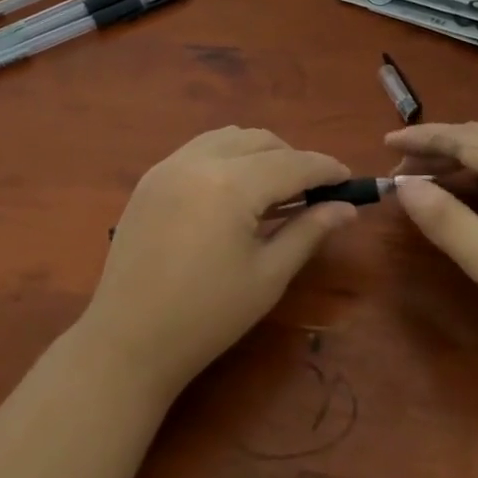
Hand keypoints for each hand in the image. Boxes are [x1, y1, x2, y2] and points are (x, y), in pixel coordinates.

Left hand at [80, 127, 357, 399]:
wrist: (128, 341)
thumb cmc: (207, 317)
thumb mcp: (268, 276)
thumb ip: (308, 232)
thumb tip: (346, 208)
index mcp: (232, 185)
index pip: (292, 164)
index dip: (325, 169)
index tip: (349, 179)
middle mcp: (200, 160)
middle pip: (261, 140)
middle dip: (293, 158)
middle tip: (313, 191)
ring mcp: (170, 165)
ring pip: (229, 136)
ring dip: (259, 152)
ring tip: (274, 188)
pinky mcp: (151, 177)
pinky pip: (200, 148)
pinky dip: (227, 156)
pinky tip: (233, 189)